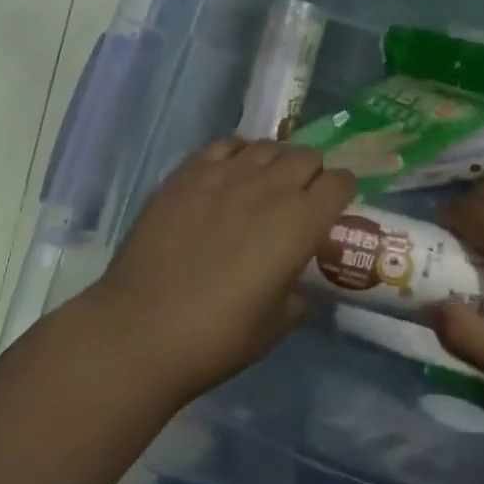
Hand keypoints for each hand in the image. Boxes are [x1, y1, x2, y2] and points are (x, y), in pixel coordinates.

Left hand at [90, 137, 356, 403]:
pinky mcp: (188, 173)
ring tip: (264, 183)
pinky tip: (229, 174)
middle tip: (300, 197)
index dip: (343, 191)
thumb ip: (297, 297)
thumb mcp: (275, 326)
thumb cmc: (217, 338)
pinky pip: (225, 145)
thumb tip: (298, 288)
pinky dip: (237, 153)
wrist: (140, 332)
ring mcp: (226, 174)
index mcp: (301, 222)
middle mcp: (270, 187)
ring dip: (276, 161)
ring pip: (268, 146)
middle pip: (307, 156)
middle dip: (312, 173)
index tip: (336, 206)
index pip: (340, 181)